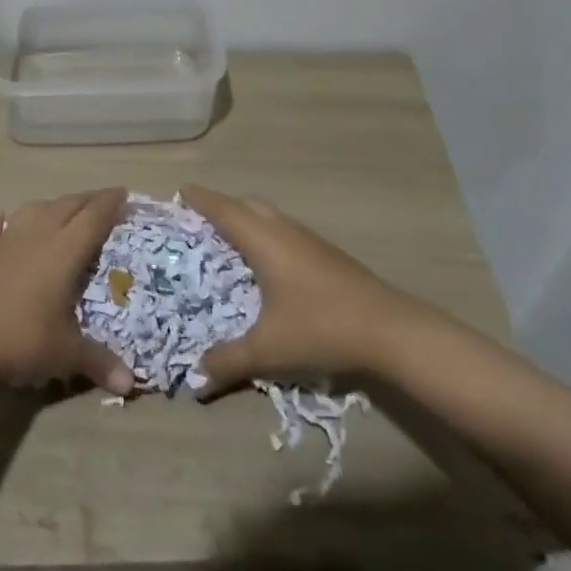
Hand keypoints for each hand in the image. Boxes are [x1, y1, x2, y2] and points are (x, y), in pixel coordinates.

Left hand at [0, 189, 136, 393]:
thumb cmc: (21, 340)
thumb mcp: (65, 354)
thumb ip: (99, 362)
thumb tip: (130, 383)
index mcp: (64, 251)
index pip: (93, 217)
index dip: (111, 203)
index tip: (125, 193)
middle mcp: (38, 236)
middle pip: (67, 205)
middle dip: (88, 199)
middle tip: (104, 200)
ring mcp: (7, 241)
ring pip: (35, 208)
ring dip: (53, 205)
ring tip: (63, 210)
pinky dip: (6, 220)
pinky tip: (4, 217)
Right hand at [182, 185, 419, 395]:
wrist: (390, 330)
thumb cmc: (321, 328)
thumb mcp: (268, 350)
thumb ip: (228, 362)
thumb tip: (194, 380)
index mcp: (264, 240)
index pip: (224, 209)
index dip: (200, 199)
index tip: (180, 191)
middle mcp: (284, 230)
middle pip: (246, 205)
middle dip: (220, 206)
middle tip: (199, 219)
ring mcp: (309, 240)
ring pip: (269, 217)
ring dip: (246, 219)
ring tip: (228, 238)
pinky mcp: (326, 254)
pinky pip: (284, 231)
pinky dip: (265, 234)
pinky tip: (267, 263)